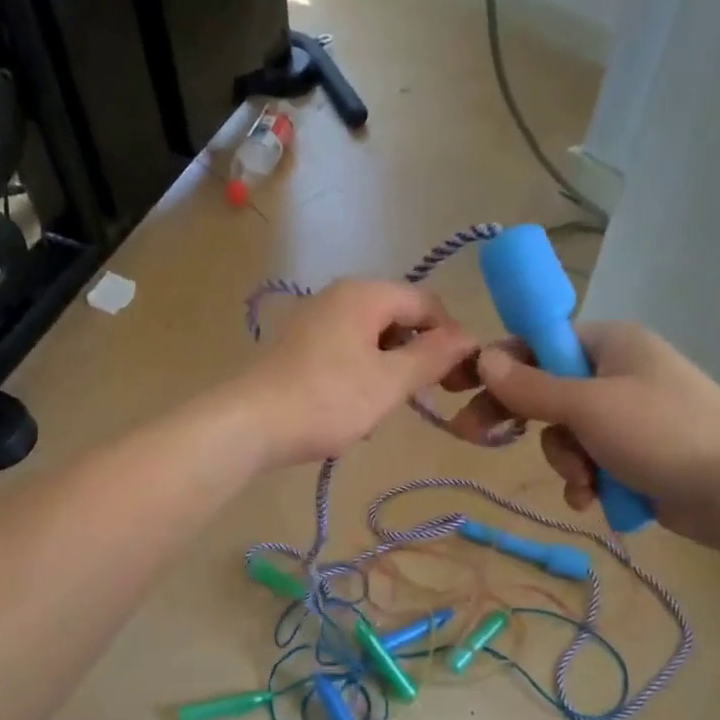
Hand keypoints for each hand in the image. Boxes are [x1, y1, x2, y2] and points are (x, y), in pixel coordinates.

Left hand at [234, 280, 479, 466]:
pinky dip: (361, 376)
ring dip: (388, 372)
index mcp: (364, 294)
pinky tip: (354, 411)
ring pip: (372, 340)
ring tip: (383, 410)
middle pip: (398, 318)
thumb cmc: (327, 400)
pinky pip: (346, 353)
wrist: (249, 425)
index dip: (450, 338)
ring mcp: (315, 321)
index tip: (457, 380)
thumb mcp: (389, 382)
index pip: (427, 303)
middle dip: (417, 356)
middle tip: (423, 397)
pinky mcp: (299, 347)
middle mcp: (339, 296)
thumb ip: (433, 357)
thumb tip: (470, 338)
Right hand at [444, 322, 719, 547]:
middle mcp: (615, 373)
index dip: (498, 364)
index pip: (538, 343)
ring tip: (585, 480)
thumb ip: (531, 386)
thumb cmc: (662, 432)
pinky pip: (588, 460)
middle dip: (522, 420)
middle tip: (472, 436)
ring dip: (565, 460)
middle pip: (544, 390)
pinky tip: (593, 498)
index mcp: (609, 344)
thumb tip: (482, 359)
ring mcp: (625, 416)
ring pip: (564, 434)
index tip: (461, 387)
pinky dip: (585, 480)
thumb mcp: (588, 406)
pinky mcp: (632, 454)